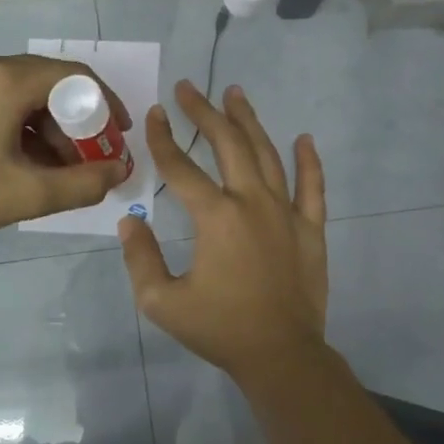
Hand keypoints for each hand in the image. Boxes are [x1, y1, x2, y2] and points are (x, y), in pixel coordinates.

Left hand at [0, 51, 131, 251]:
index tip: (118, 138)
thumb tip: (119, 172)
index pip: (75, 77)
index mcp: (5, 79)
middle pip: (49, 84)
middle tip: (89, 161)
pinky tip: (24, 162)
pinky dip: (21, 126)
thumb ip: (83, 184)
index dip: (106, 105)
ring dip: (49, 128)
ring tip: (57, 171)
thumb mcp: (26, 195)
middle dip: (77, 123)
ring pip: (24, 93)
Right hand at [118, 81, 328, 381]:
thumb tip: (130, 221)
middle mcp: (252, 202)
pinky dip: (308, 161)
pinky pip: (313, 187)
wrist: (280, 356)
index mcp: (216, 217)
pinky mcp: (311, 229)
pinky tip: (303, 138)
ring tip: (235, 93)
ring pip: (267, 154)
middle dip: (205, 112)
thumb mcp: (161, 301)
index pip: (182, 167)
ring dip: (249, 121)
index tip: (154, 113)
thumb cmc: (219, 329)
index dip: (163, 138)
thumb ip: (140, 257)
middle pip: (228, 144)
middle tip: (189, 88)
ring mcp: (286, 212)